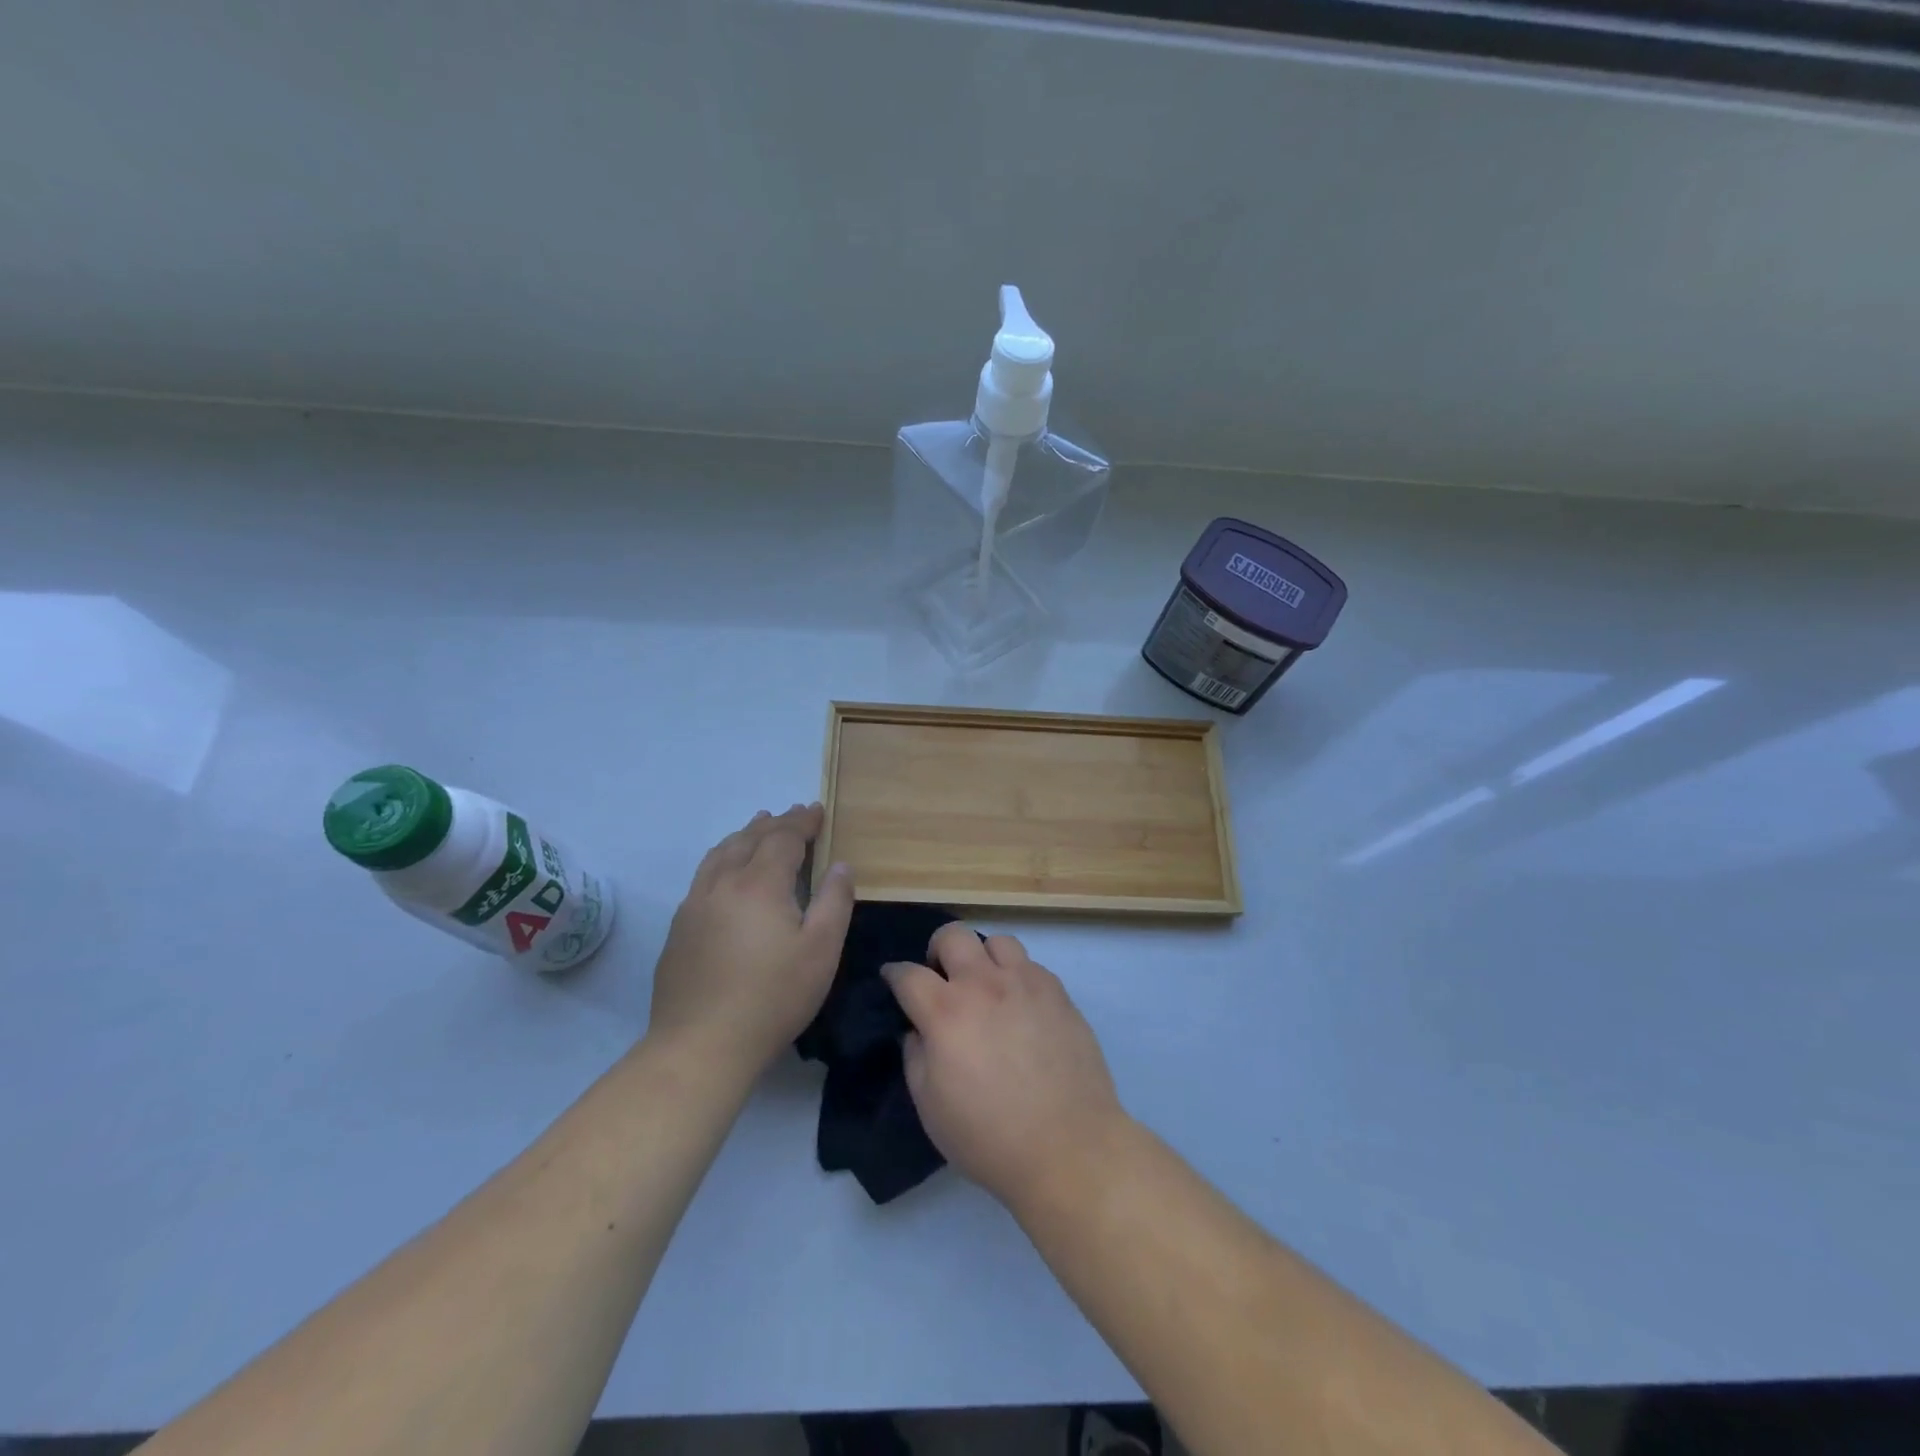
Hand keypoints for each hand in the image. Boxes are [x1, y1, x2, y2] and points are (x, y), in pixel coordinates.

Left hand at [647, 804, 853, 1082]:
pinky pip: (704, 875)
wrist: (700, 1045)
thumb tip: (840, 865)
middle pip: (749, 839)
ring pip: (720, 853)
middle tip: (794, 814)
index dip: (802, 822)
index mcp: (759, 884)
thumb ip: (834, 901)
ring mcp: (694, 905)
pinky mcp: (679, 928)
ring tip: (758, 826)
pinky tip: (727, 871)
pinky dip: (723, 857)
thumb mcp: (821, 951)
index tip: (817, 810)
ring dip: (744, 835)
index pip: (782, 838)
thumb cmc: (772, 997)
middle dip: (775, 823)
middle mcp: (722, 884)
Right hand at [882, 926, 1126, 1211]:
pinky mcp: (1059, 993)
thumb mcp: (930, 1107)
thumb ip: (915, 1056)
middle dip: (938, 950)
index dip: (894, 974)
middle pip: (953, 935)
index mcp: (946, 1012)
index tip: (893, 979)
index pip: (908, 974)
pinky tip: (1020, 1006)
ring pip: (997, 942)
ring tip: (986, 986)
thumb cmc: (989, 1137)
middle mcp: (984, 985)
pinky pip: (1031, 965)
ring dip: (983, 958)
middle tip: (942, 978)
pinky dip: (1017, 976)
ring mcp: (1026, 983)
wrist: (1068, 1147)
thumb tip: (918, 1029)